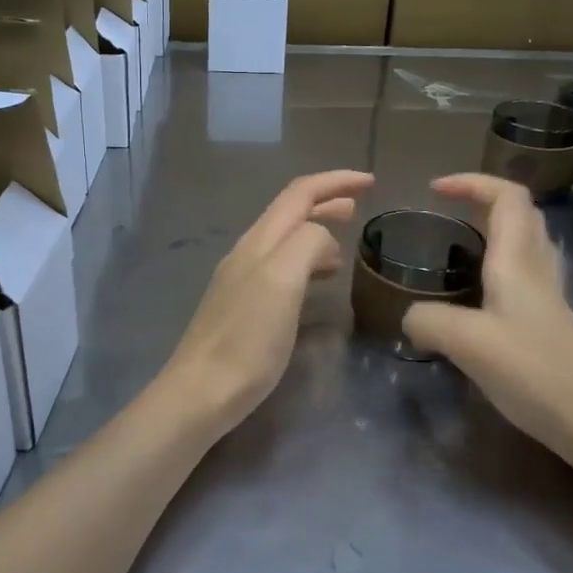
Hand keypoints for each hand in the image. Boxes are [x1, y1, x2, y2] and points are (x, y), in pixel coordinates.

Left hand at [162, 169, 373, 436]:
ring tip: (345, 244)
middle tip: (360, 206)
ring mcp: (241, 280)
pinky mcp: (242, 307)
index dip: (335, 182)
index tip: (371, 182)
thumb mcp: (282, 281)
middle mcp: (248, 253)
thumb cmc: (247, 339)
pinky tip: (317, 283)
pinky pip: (281, 270)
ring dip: (316, 233)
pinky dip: (306, 263)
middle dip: (326, 202)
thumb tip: (324, 237)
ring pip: (285, 241)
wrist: (202, 391)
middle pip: (290, 213)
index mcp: (260, 241)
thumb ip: (306, 244)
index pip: (299, 193)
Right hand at [402, 173, 572, 453]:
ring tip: (456, 248)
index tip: (435, 190)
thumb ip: (428, 320)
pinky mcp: (548, 324)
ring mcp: (548, 298)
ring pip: (525, 244)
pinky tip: (475, 298)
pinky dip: (497, 268)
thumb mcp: (467, 342)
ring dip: (493, 232)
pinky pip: (523, 277)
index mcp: (518, 261)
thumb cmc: (535, 372)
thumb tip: (409, 319)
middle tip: (445, 213)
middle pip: (521, 214)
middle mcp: (537, 270)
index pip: (507, 196)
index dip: (473, 182)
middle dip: (483, 201)